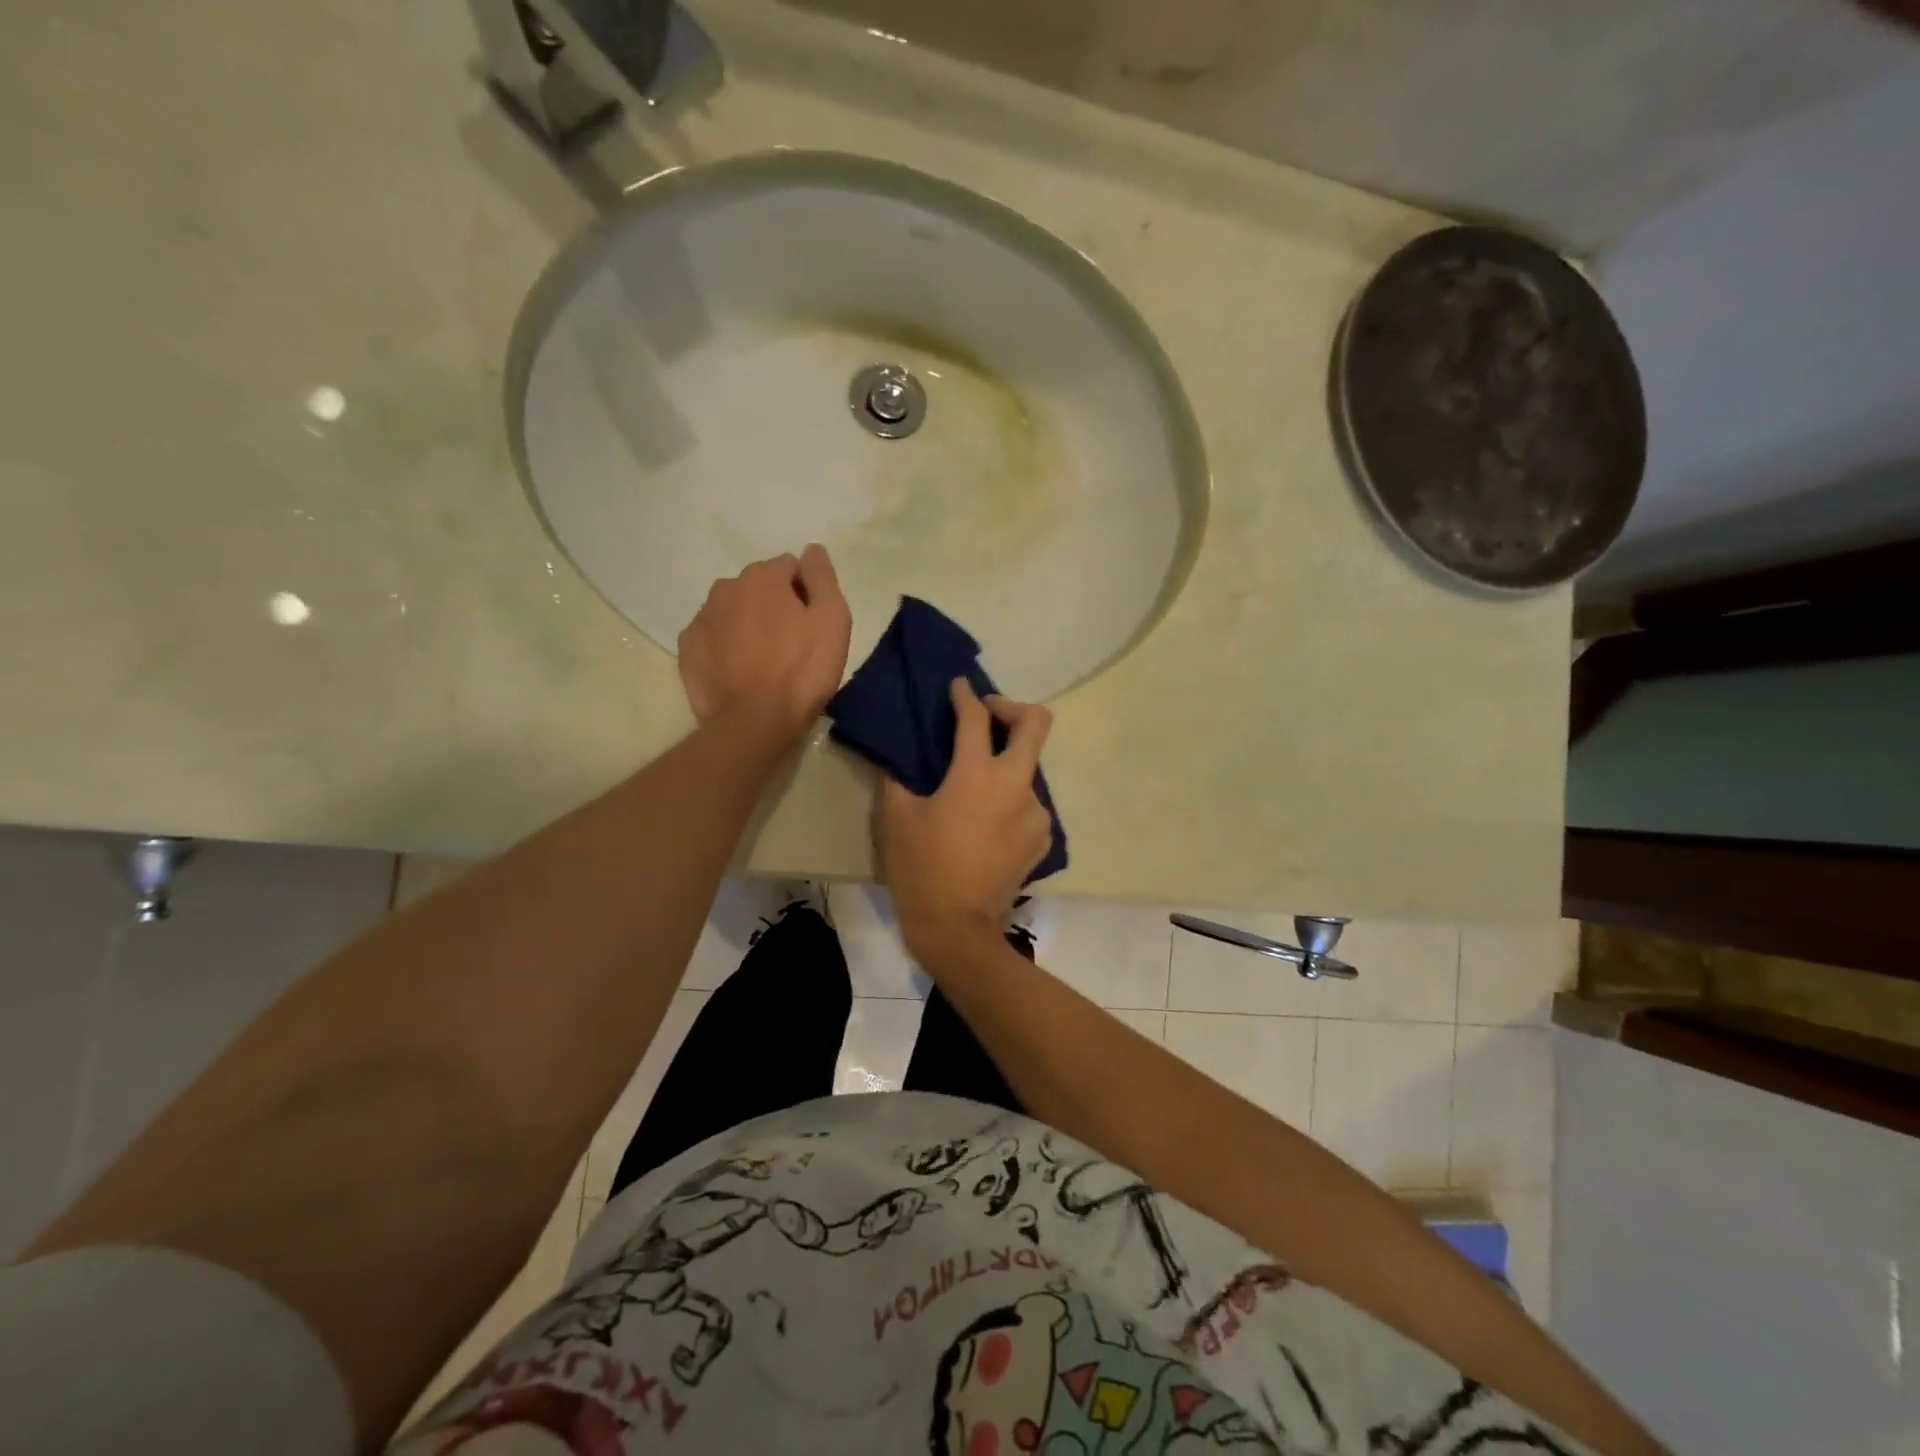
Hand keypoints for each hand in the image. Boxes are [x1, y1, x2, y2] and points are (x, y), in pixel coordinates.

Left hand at [678, 545, 852, 743]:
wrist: (755, 722)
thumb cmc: (803, 670)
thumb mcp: (833, 620)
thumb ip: (822, 577)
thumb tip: (811, 550)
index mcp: (763, 577)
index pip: (790, 568)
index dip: (805, 594)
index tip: (812, 625)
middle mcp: (726, 587)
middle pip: (758, 588)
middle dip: (774, 606)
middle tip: (791, 645)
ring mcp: (701, 618)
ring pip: (733, 611)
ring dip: (748, 625)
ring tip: (764, 661)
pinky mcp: (688, 649)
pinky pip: (713, 637)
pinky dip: (726, 647)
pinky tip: (740, 672)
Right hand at [879, 678, 1053, 965]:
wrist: (959, 929)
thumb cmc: (921, 869)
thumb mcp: (897, 819)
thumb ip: (899, 777)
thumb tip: (900, 756)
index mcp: (977, 776)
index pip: (976, 719)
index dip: (966, 696)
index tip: (959, 687)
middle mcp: (1016, 786)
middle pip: (1036, 724)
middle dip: (1012, 708)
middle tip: (987, 715)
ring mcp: (1036, 813)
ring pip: (1029, 769)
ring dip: (1006, 764)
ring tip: (977, 787)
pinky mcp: (1043, 838)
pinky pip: (1029, 803)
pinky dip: (1010, 799)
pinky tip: (988, 821)